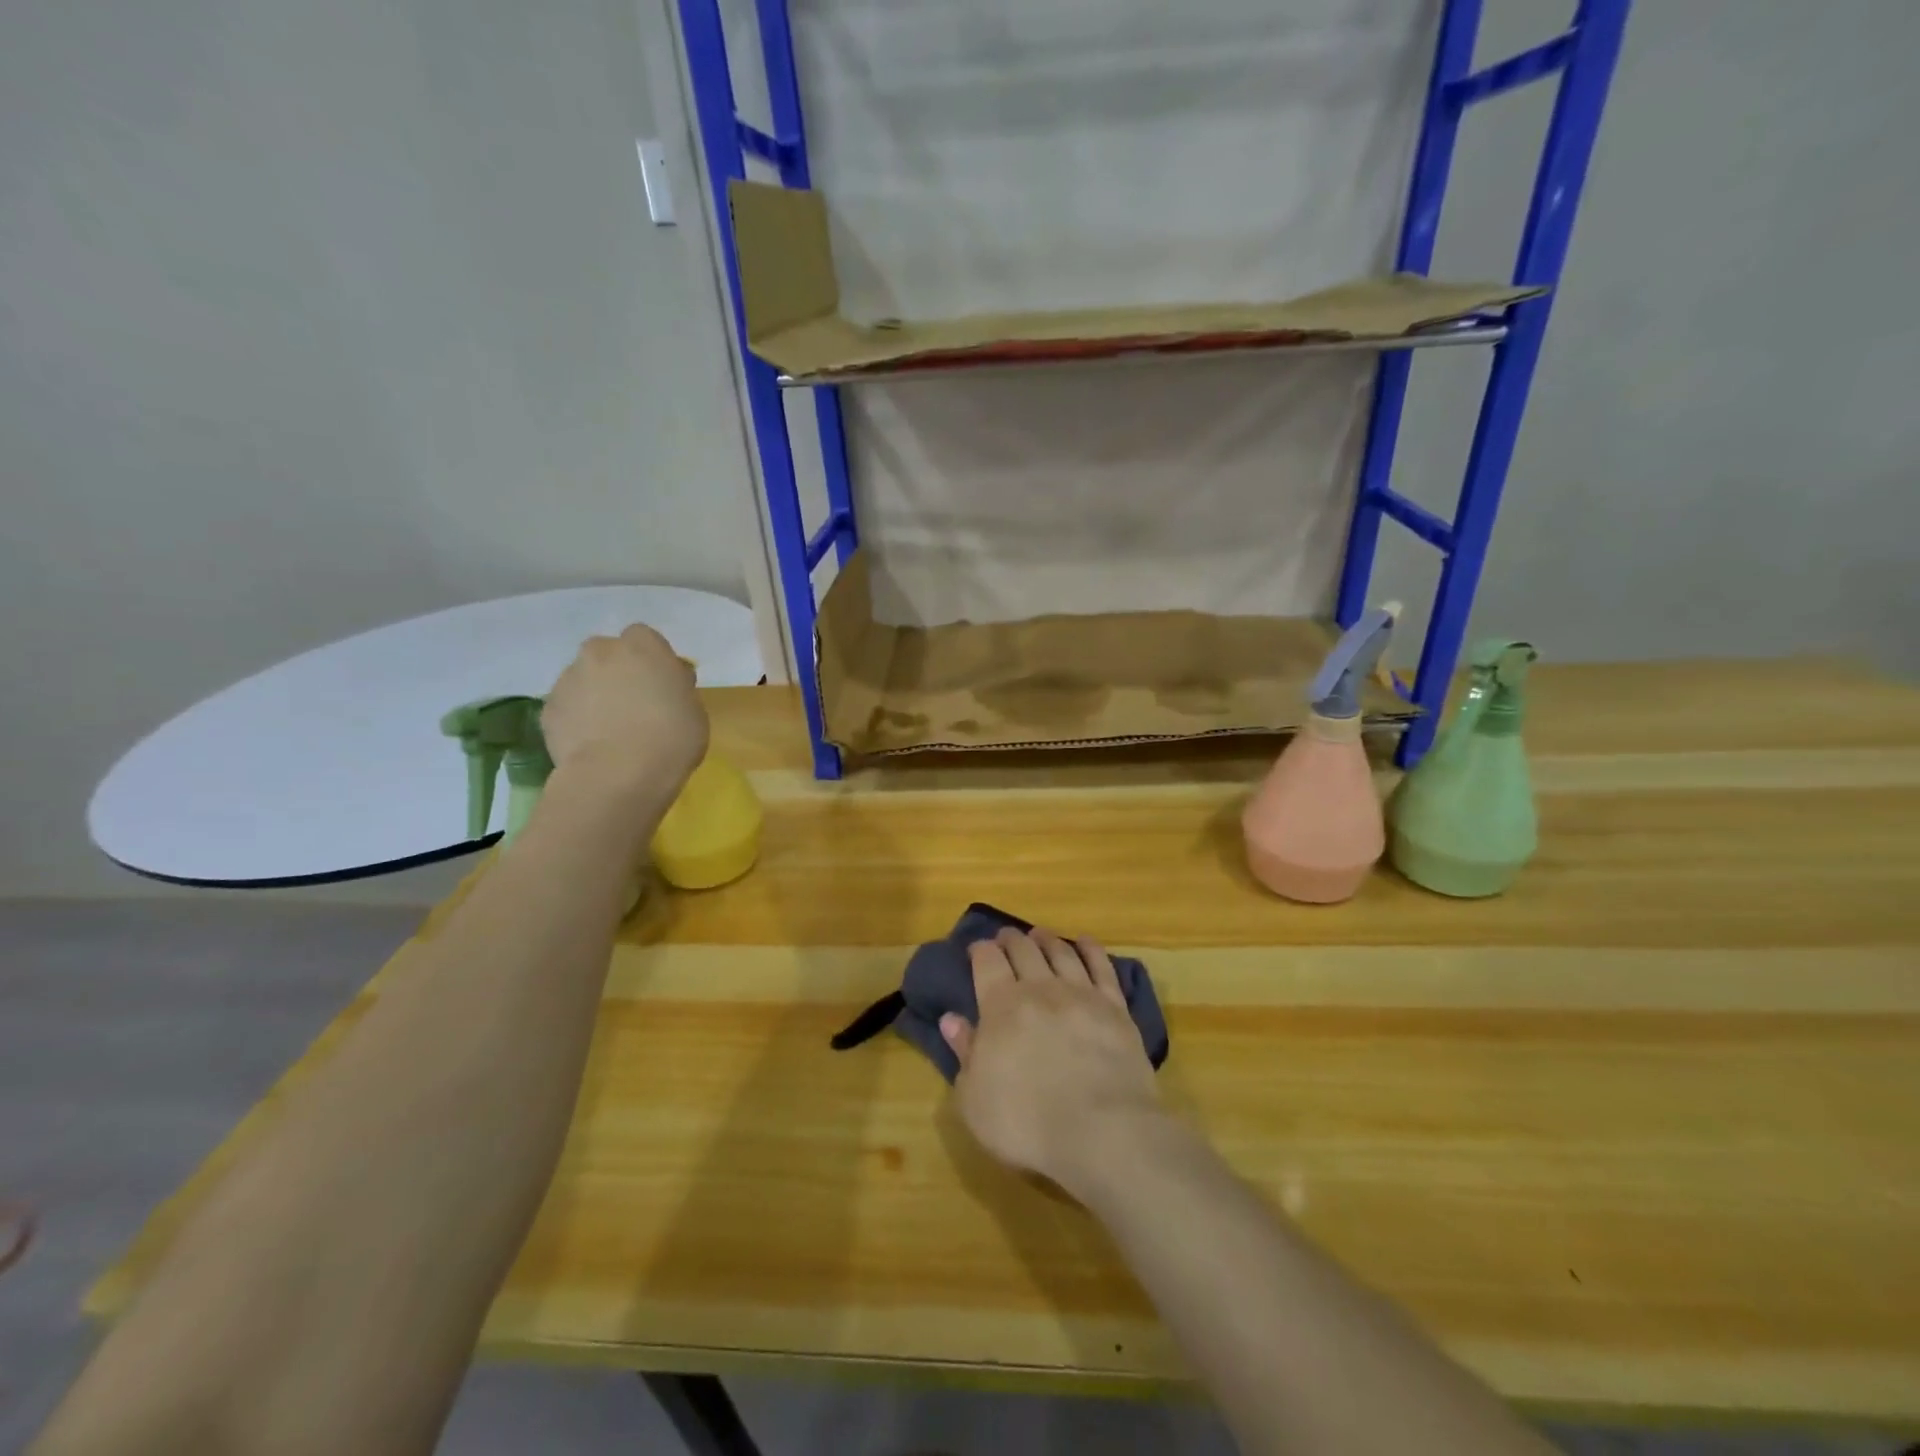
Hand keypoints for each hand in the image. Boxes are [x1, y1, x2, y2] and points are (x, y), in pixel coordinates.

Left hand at [541, 626, 708, 799]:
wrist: (618, 775)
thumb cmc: (671, 738)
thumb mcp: (694, 709)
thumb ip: (677, 687)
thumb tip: (667, 683)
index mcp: (642, 646)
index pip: (645, 638)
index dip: (652, 660)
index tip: (661, 684)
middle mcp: (600, 652)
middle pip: (607, 653)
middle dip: (617, 672)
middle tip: (634, 704)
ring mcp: (568, 679)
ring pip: (584, 680)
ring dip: (595, 695)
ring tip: (610, 731)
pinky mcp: (548, 710)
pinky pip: (567, 709)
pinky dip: (577, 720)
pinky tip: (592, 745)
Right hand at [940, 928, 1162, 1198]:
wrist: (1102, 1131)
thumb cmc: (1026, 1123)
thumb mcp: (974, 1098)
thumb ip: (964, 1053)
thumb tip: (950, 1019)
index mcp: (1001, 1006)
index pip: (987, 961)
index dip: (980, 950)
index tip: (977, 948)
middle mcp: (1040, 988)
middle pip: (1024, 950)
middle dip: (1012, 939)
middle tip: (1007, 937)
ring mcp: (1081, 994)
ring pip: (1061, 952)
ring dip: (1048, 939)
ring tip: (1040, 934)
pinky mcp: (1115, 1008)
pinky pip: (1101, 967)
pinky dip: (1091, 950)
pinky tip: (1086, 943)